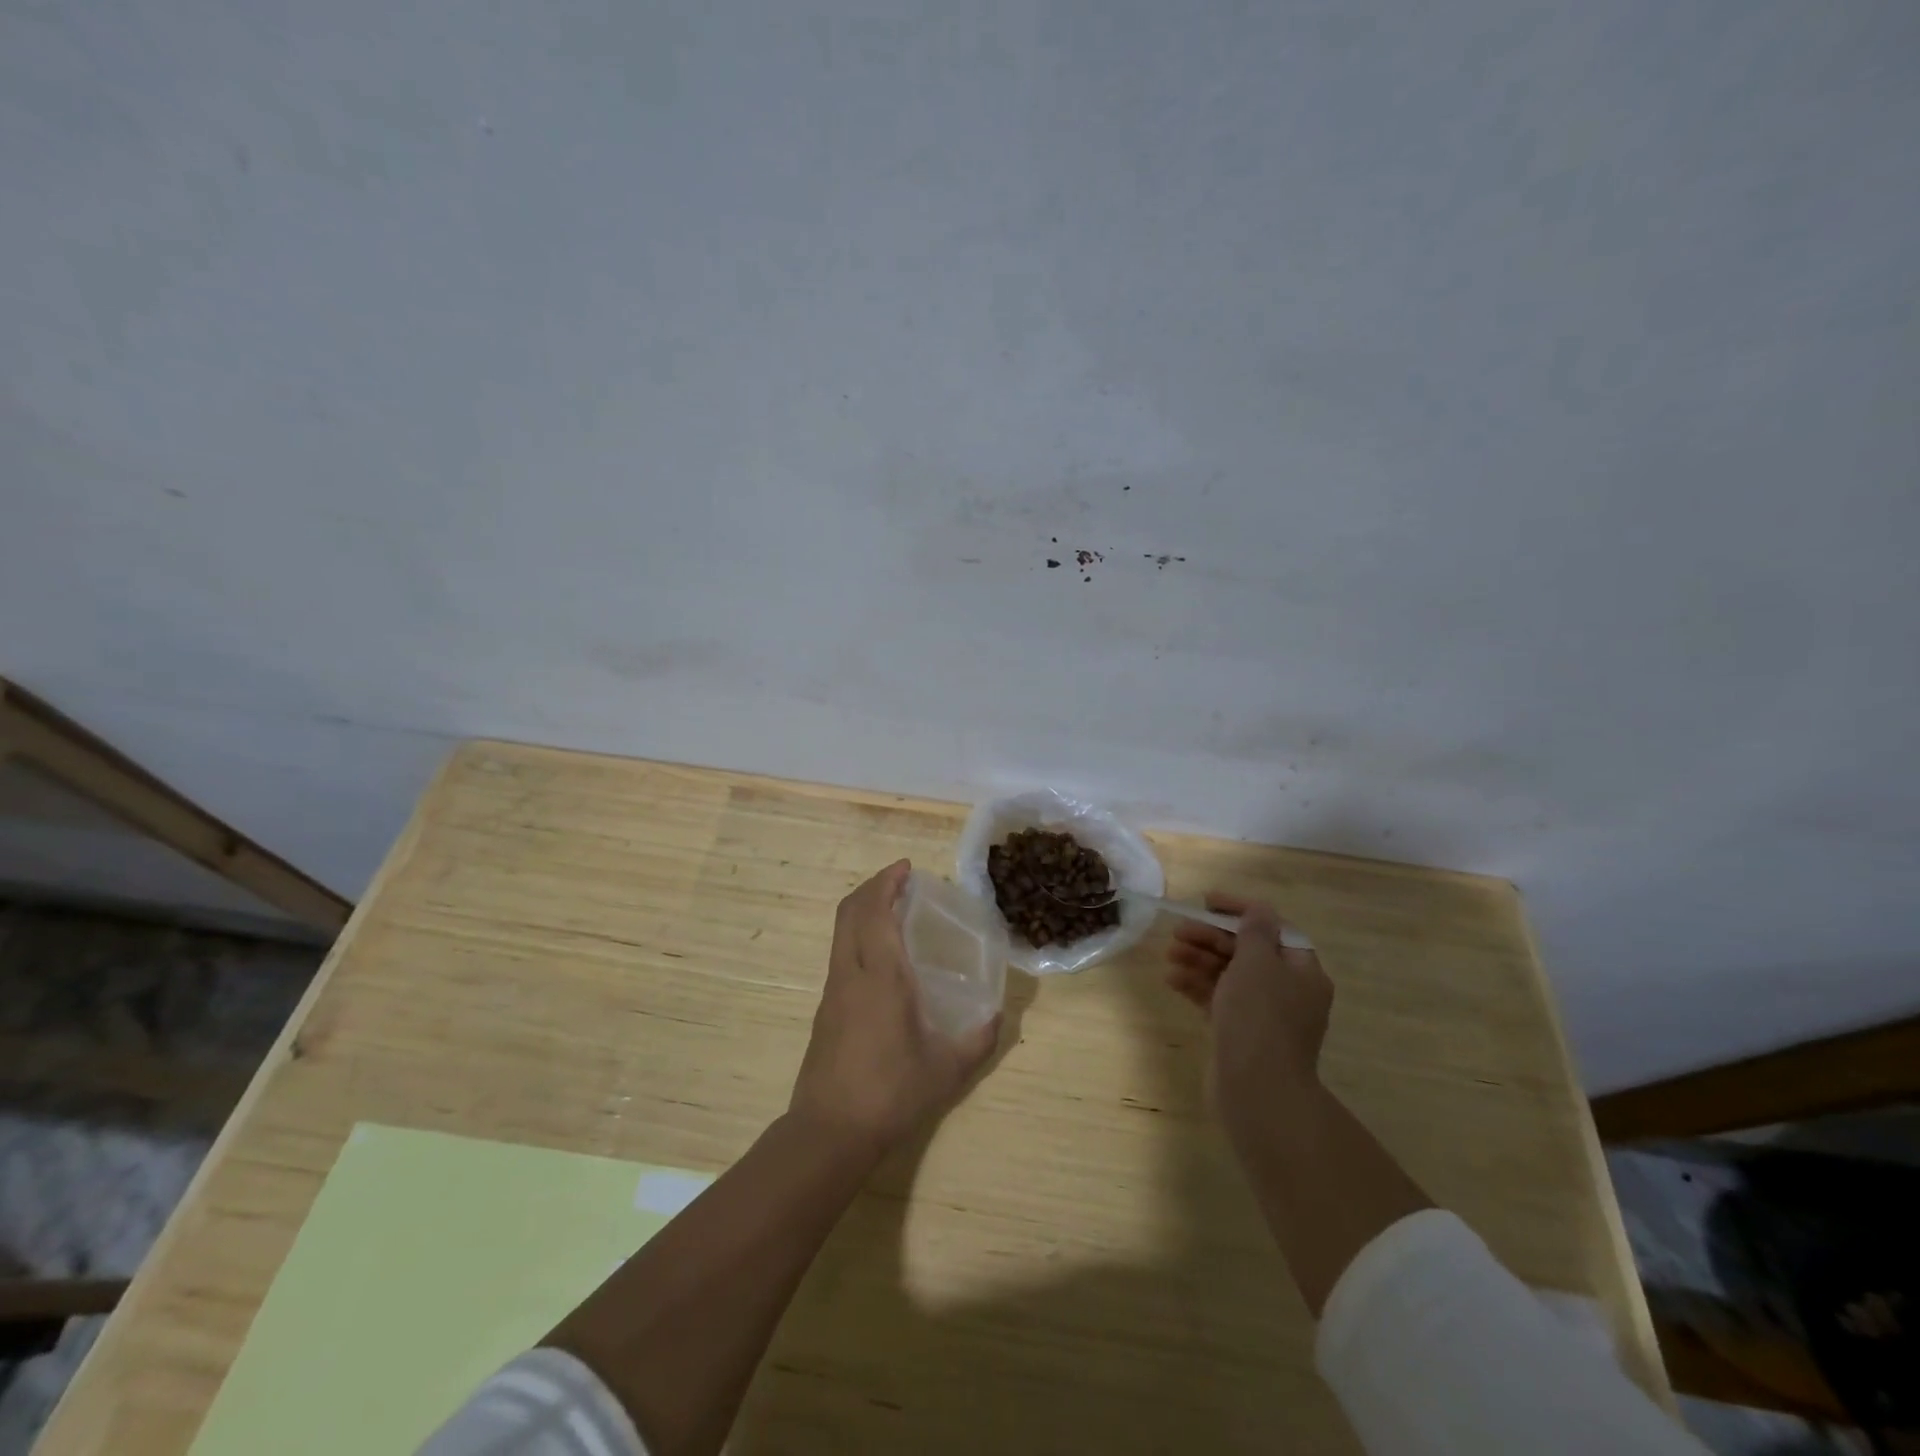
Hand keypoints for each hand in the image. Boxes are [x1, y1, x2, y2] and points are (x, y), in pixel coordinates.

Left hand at [788, 860, 1000, 1161]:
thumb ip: (978, 1040)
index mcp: (881, 976)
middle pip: (849, 910)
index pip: (875, 911)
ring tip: (895, 912)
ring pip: (841, 932)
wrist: (829, 1133)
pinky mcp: (825, 1010)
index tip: (907, 868)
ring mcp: (833, 991)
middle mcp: (851, 973)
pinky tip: (883, 959)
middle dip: (873, 886)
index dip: (887, 882)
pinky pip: (841, 954)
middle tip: (901, 881)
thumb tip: (997, 1017)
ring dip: (863, 910)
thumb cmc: (891, 1093)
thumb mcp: (946, 1069)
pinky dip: (859, 936)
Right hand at [1165, 893, 1332, 1152]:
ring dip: (1199, 960)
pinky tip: (1171, 980)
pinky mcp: (1241, 1034)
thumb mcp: (1257, 963)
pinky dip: (1197, 987)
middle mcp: (1288, 991)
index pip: (1272, 928)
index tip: (1207, 901)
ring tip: (1169, 954)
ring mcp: (1264, 1015)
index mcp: (1302, 971)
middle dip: (1211, 937)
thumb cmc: (1259, 1018)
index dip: (1240, 910)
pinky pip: (1219, 999)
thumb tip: (1259, 909)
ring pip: (1229, 975)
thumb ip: (1254, 931)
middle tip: (1178, 931)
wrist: (1257, 1091)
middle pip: (1247, 951)